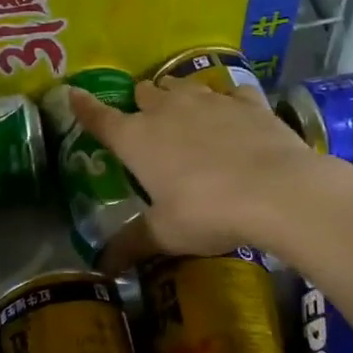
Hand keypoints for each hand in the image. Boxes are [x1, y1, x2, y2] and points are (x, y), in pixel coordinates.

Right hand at [69, 77, 352, 262]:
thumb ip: (132, 244)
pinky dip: (228, 102)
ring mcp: (209, 101)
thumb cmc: (208, 212)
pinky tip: (235, 114)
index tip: (74, 94)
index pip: (100, 118)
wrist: (278, 191)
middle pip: (144, 92)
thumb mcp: (165, 234)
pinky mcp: (248, 102)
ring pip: (183, 85)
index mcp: (136, 138)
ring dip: (178, 95)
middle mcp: (167, 110)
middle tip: (146, 121)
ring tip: (184, 111)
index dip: (84, 107)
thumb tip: (103, 267)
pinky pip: (231, 93)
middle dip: (141, 102)